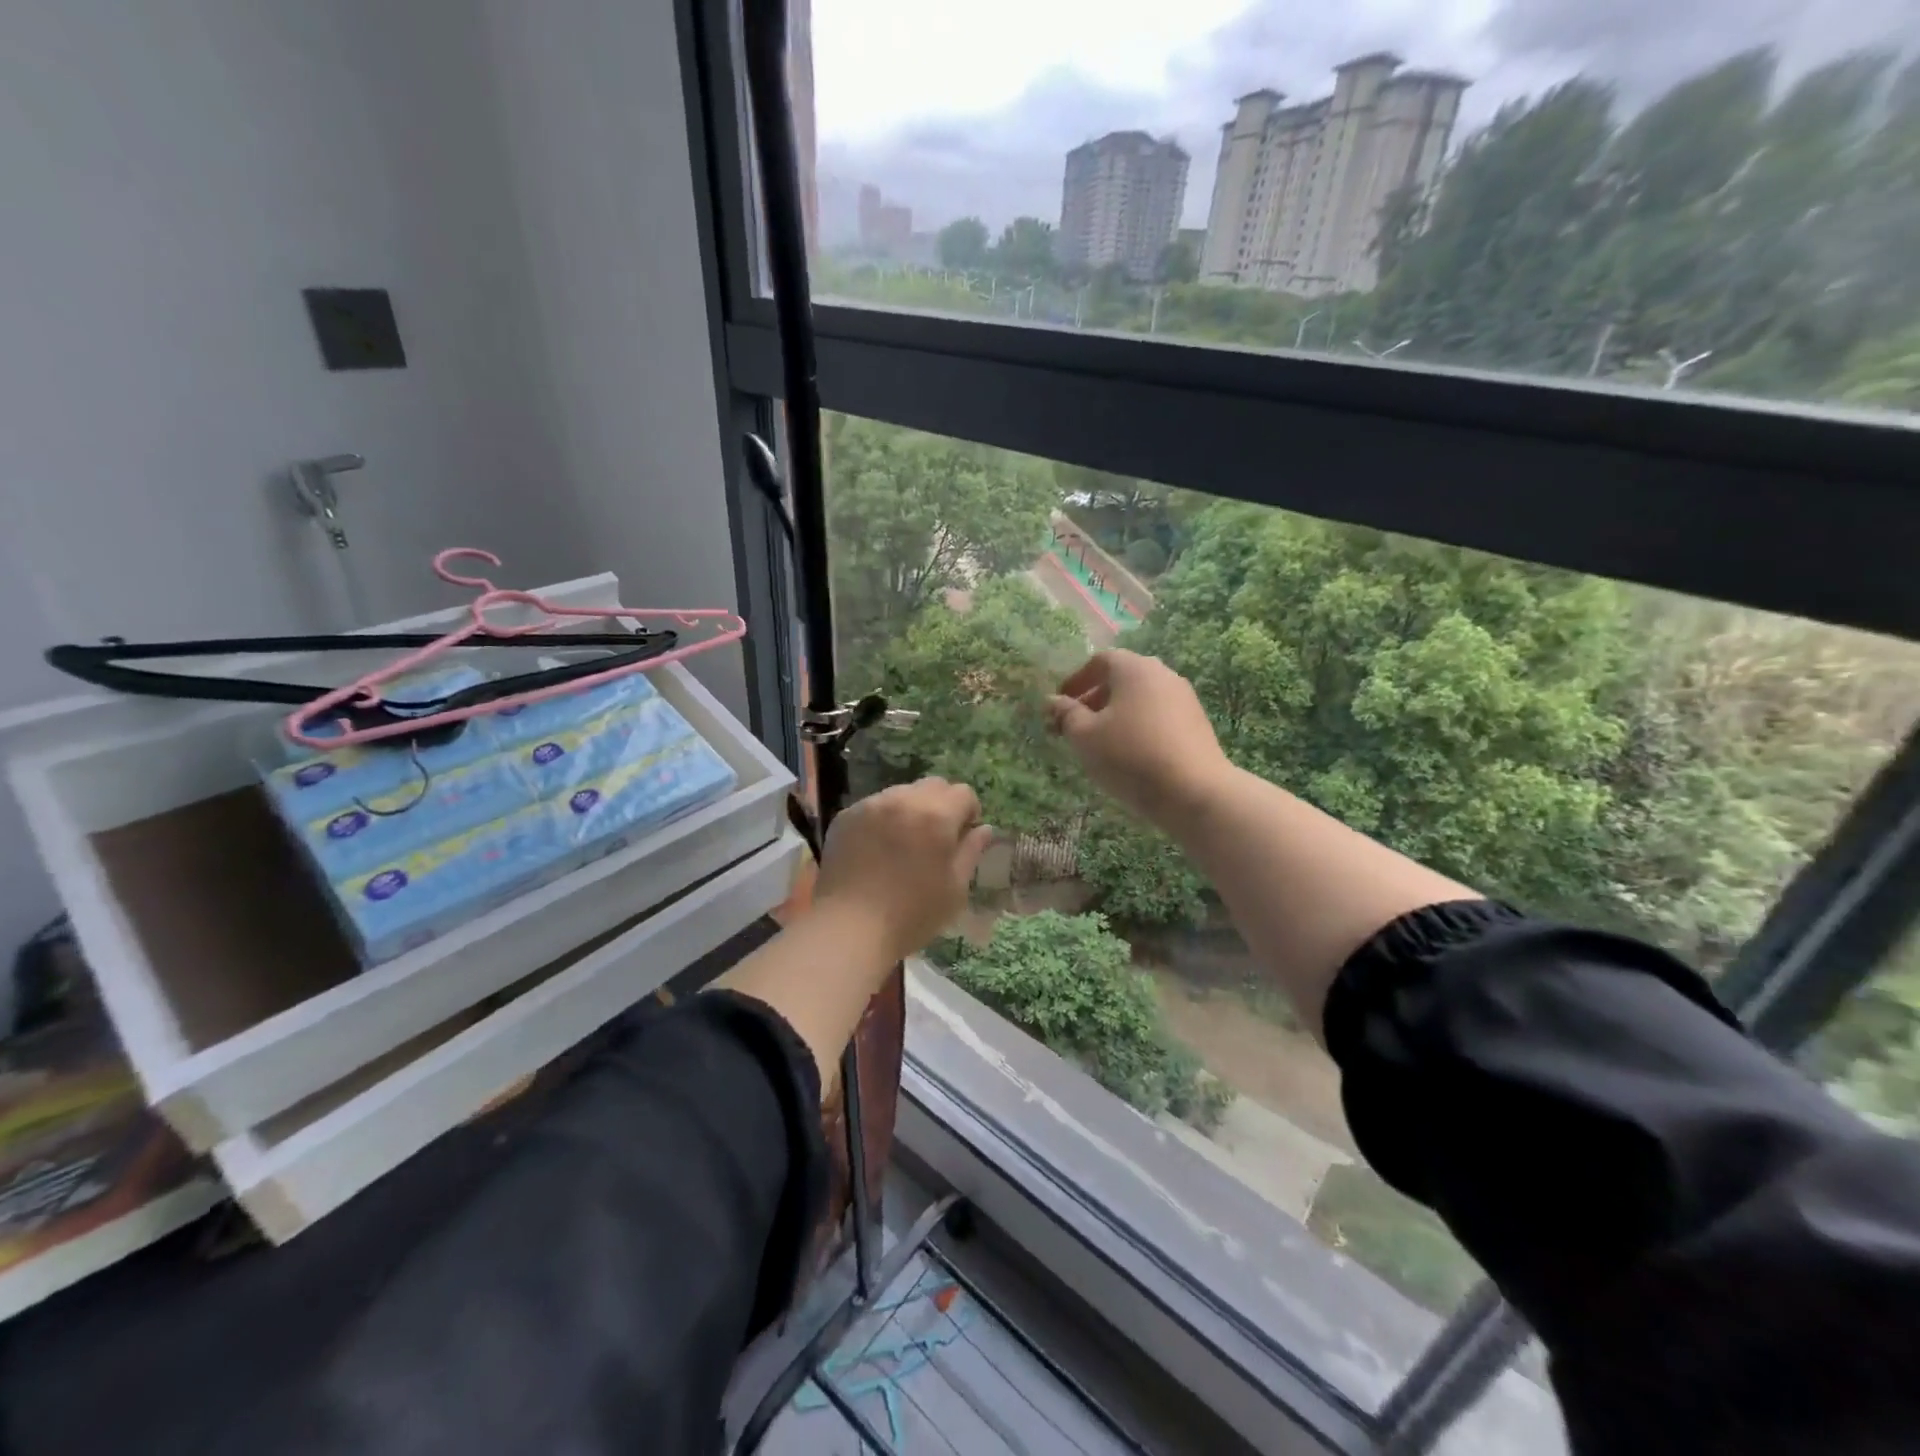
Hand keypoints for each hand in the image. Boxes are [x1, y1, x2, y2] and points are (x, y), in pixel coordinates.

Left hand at [813, 778, 994, 964]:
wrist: (849, 928)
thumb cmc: (912, 914)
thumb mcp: (954, 889)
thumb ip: (971, 852)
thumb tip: (983, 829)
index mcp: (936, 815)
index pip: (963, 793)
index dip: (969, 812)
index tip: (962, 837)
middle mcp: (903, 800)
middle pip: (933, 785)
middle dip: (941, 805)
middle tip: (936, 838)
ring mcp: (870, 805)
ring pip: (901, 793)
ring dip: (911, 809)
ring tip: (903, 843)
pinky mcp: (845, 817)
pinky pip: (873, 806)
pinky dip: (882, 819)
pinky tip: (877, 849)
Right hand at [1046, 651, 1231, 827]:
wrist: (1194, 792)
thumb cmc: (1129, 756)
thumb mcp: (1085, 736)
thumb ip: (1066, 714)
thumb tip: (1053, 700)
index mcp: (1134, 668)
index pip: (1099, 661)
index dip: (1076, 680)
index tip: (1060, 705)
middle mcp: (1162, 674)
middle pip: (1121, 678)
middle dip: (1093, 700)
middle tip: (1074, 727)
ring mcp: (1184, 698)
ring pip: (1140, 698)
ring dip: (1115, 715)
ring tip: (1099, 744)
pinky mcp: (1196, 723)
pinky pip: (1158, 716)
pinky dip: (1137, 726)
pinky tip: (1129, 755)